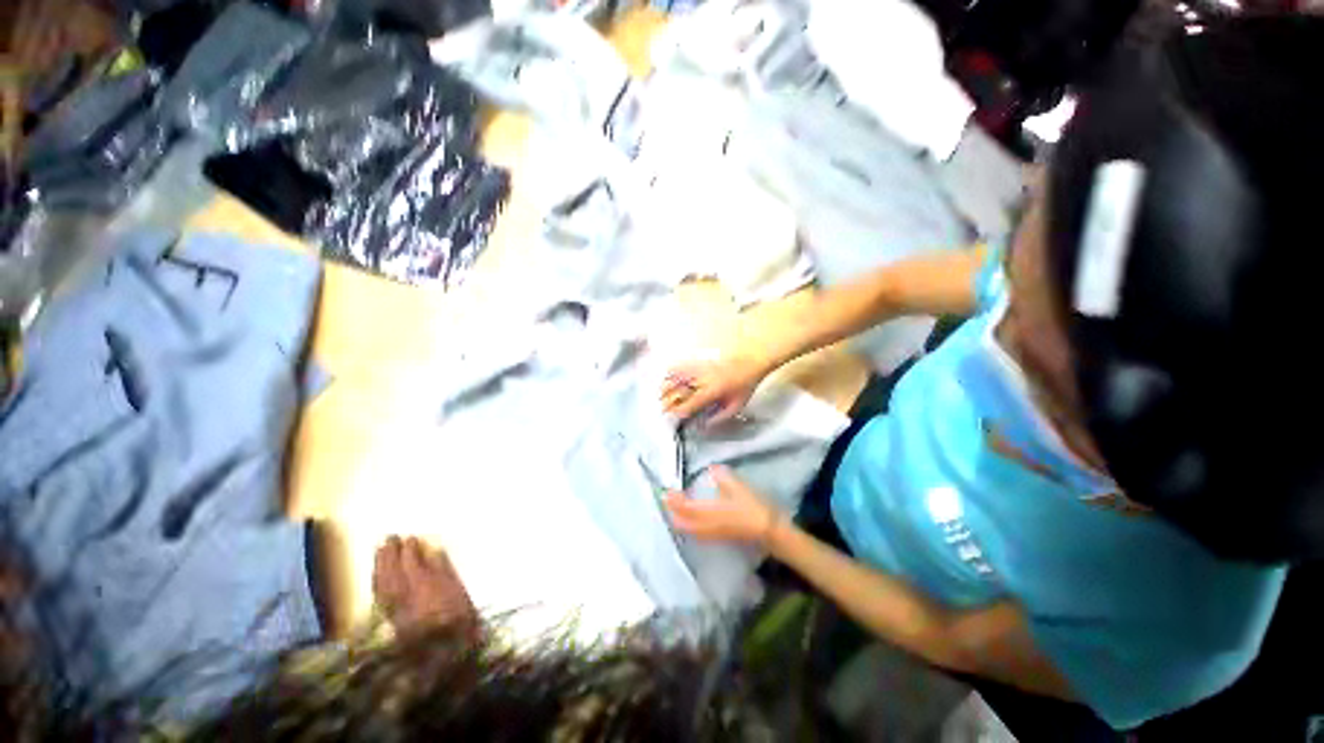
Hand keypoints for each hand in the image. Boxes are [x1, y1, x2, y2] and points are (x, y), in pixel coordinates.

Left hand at [373, 536, 477, 636]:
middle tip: (388, 539)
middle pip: (390, 571)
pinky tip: (378, 577)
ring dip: (379, 567)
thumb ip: (443, 568)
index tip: (409, 538)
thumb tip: (433, 550)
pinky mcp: (389, 620)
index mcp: (422, 585)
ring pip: (381, 584)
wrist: (446, 651)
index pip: (409, 562)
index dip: (408, 549)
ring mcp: (393, 609)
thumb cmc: (458, 616)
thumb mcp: (457, 590)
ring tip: (380, 552)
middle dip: (388, 554)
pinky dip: (377, 583)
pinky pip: (378, 596)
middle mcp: (402, 595)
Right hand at [660, 356, 769, 425]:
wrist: (750, 361)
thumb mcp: (736, 406)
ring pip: (676, 377)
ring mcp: (700, 368)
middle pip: (679, 390)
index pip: (691, 403)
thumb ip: (719, 418)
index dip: (680, 411)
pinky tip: (667, 377)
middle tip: (663, 408)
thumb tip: (705, 425)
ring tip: (660, 394)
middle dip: (668, 401)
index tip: (673, 416)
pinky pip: (681, 365)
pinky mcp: (699, 361)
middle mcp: (703, 379)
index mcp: (713, 391)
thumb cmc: (744, 385)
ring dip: (666, 386)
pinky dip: (671, 371)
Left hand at [665, 466, 783, 544]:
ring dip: (678, 520)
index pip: (684, 508)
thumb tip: (711, 468)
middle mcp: (706, 525)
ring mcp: (712, 533)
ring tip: (674, 509)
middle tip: (666, 501)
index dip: (673, 501)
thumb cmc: (751, 506)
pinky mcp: (718, 537)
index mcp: (709, 511)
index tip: (666, 492)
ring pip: (688, 530)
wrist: (766, 529)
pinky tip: (690, 520)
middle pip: (682, 523)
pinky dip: (688, 526)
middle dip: (672, 513)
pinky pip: (696, 533)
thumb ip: (722, 477)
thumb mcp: (738, 486)